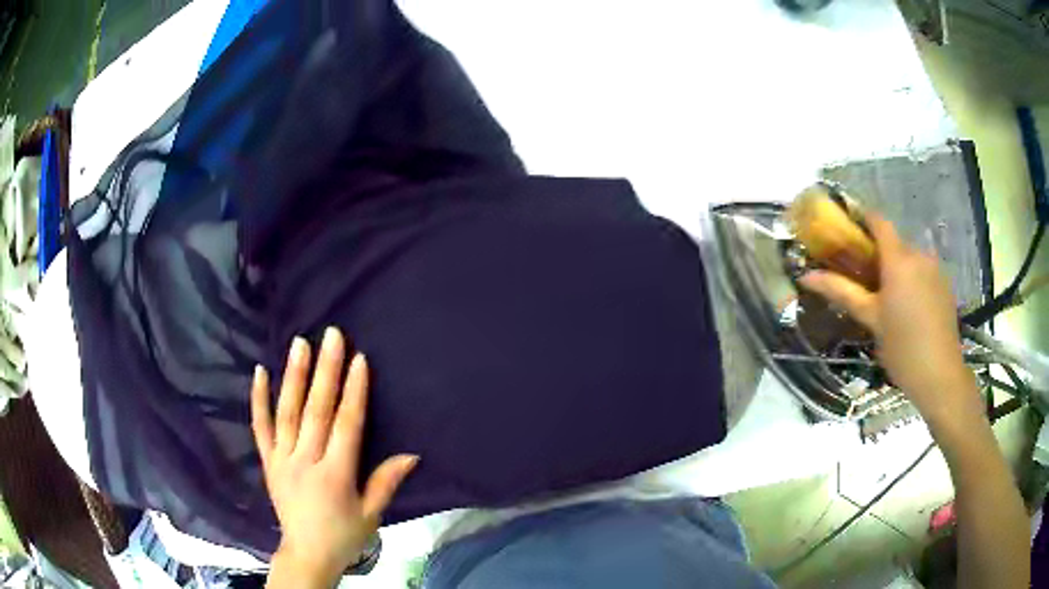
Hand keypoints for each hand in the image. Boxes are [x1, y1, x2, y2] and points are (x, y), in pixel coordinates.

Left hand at [252, 327, 417, 584]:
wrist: (306, 554)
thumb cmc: (344, 535)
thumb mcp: (372, 514)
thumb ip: (386, 481)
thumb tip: (412, 454)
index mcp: (335, 475)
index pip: (346, 425)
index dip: (354, 391)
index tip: (359, 359)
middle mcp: (306, 461)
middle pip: (316, 411)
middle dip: (326, 371)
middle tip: (331, 335)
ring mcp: (282, 459)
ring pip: (287, 412)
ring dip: (294, 376)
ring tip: (300, 343)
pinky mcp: (268, 462)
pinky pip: (260, 427)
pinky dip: (258, 399)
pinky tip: (260, 372)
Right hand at [799, 213, 979, 422]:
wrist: (939, 376)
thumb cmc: (901, 347)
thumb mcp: (870, 319)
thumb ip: (842, 292)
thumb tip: (806, 276)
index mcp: (899, 259)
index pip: (878, 222)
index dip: (862, 218)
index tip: (846, 228)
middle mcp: (919, 255)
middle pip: (894, 242)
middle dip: (878, 253)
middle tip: (864, 277)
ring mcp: (935, 269)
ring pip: (910, 258)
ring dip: (896, 268)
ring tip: (887, 298)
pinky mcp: (945, 285)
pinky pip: (923, 271)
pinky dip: (912, 280)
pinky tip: (908, 308)